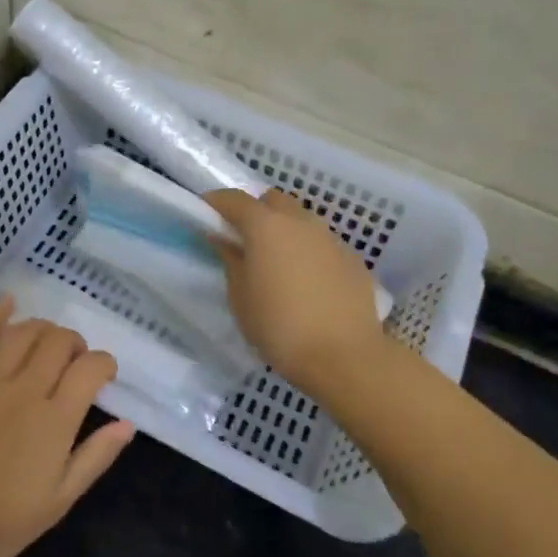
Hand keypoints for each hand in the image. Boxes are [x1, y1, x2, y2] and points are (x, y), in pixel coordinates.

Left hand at [0, 298, 135, 556]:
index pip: (90, 369)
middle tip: (75, 364)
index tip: (105, 378)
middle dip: (76, 344)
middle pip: (58, 342)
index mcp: (55, 421)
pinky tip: (7, 301)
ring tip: (49, 343)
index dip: (105, 364)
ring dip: (44, 328)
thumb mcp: (60, 500)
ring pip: (23, 333)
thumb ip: (96, 457)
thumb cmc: (1, 522)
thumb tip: (128, 424)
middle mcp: (25, 391)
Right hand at [206, 188, 388, 395]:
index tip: (205, 213)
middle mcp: (300, 222)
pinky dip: (308, 251)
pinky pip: (322, 243)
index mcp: (266, 227)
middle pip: (273, 200)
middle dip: (255, 211)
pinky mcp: (352, 259)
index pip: (235, 199)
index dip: (216, 202)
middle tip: (243, 238)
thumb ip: (231, 261)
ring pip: (301, 220)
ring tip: (276, 262)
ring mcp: (331, 239)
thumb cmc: (279, 327)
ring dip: (284, 230)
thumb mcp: (241, 298)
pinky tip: (306, 281)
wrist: (344, 356)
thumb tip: (224, 239)